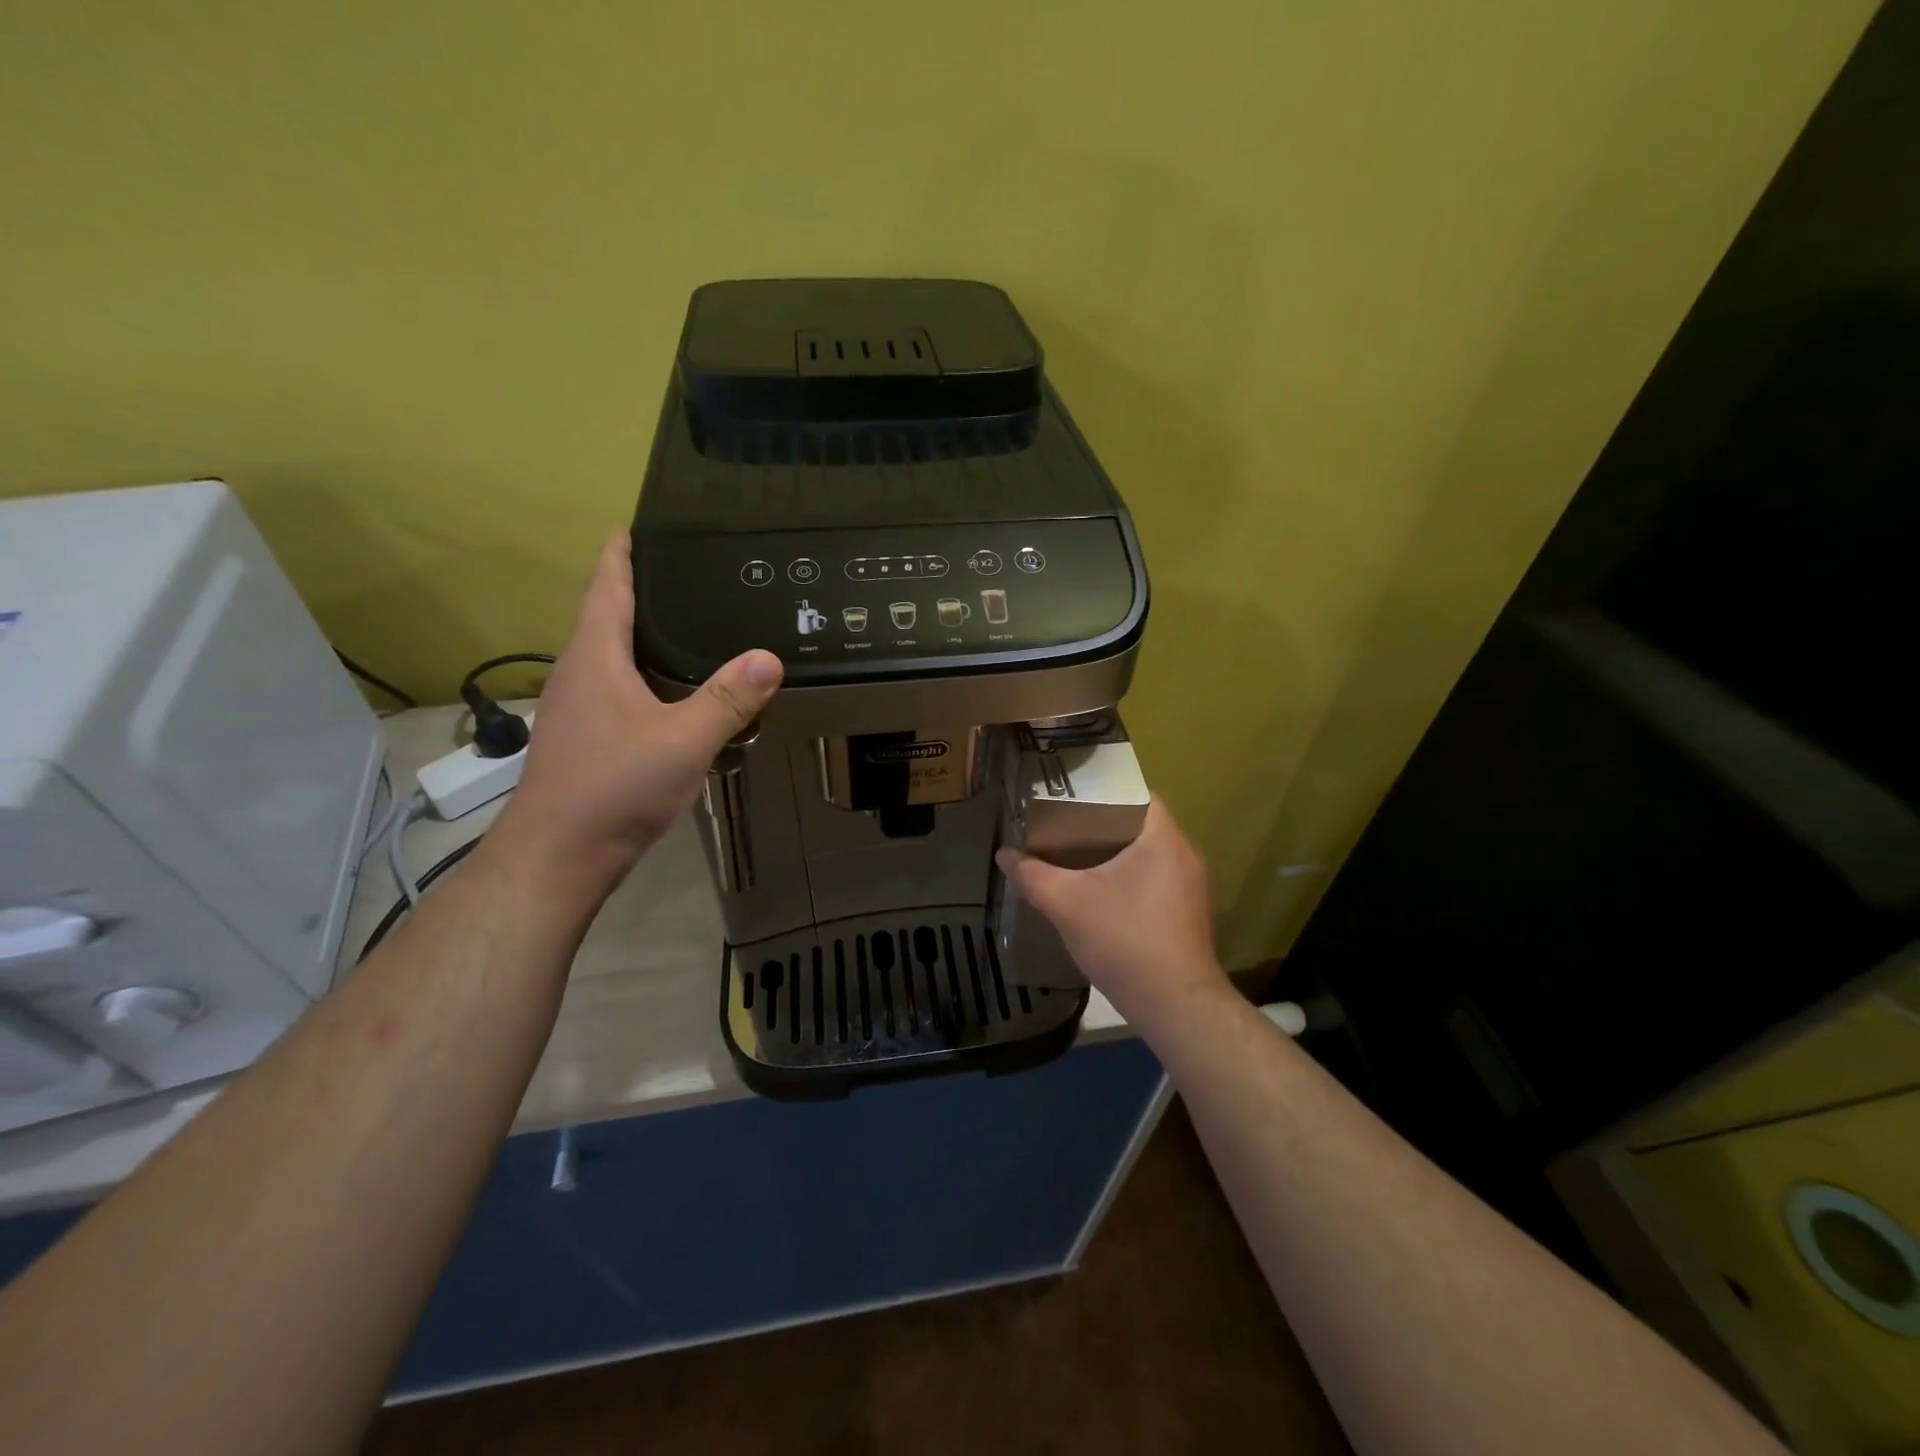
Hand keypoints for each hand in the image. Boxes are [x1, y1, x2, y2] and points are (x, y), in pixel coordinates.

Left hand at [493, 531, 782, 897]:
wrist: (560, 854)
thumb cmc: (616, 786)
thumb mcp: (684, 740)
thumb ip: (728, 699)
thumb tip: (770, 658)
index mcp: (595, 657)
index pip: (605, 588)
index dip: (619, 555)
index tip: (632, 527)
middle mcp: (578, 674)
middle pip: (604, 617)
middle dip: (634, 589)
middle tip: (681, 572)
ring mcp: (576, 708)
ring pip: (608, 655)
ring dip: (636, 633)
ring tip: (682, 624)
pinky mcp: (584, 738)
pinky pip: (614, 686)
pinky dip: (640, 672)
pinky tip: (669, 689)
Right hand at [995, 799, 1229, 1024]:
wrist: (1176, 1006)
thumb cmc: (1126, 941)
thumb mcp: (1068, 904)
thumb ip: (1032, 876)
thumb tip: (1004, 854)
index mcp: (1163, 838)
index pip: (1136, 793)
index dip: (1101, 791)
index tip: (1069, 798)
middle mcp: (1184, 853)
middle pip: (1139, 823)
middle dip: (1100, 823)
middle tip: (1062, 825)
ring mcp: (1191, 885)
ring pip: (1147, 853)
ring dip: (1114, 852)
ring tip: (1074, 854)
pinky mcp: (1188, 911)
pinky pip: (1155, 877)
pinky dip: (1128, 875)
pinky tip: (1099, 891)